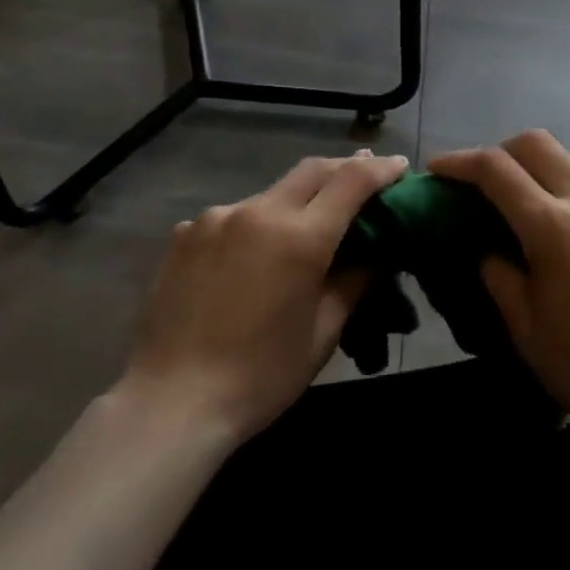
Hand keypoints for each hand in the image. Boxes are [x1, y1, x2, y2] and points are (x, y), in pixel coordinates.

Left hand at [120, 151, 408, 444]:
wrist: (170, 403)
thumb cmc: (260, 376)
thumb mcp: (322, 333)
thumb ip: (353, 281)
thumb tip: (375, 252)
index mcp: (300, 237)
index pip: (351, 181)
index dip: (380, 168)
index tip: (399, 165)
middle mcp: (258, 212)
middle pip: (312, 170)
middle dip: (344, 167)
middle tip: (365, 175)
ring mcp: (216, 218)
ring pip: (271, 193)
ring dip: (297, 199)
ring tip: (306, 226)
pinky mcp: (184, 233)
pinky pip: (233, 216)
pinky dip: (256, 224)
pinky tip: (253, 255)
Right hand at [430, 131, 569, 455]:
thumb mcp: (524, 325)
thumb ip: (496, 272)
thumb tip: (487, 246)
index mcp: (553, 226)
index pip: (494, 168)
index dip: (458, 162)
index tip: (437, 171)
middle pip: (534, 142)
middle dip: (497, 152)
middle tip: (479, 182)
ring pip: (568, 158)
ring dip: (534, 167)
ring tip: (519, 202)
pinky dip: (566, 187)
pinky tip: (563, 225)